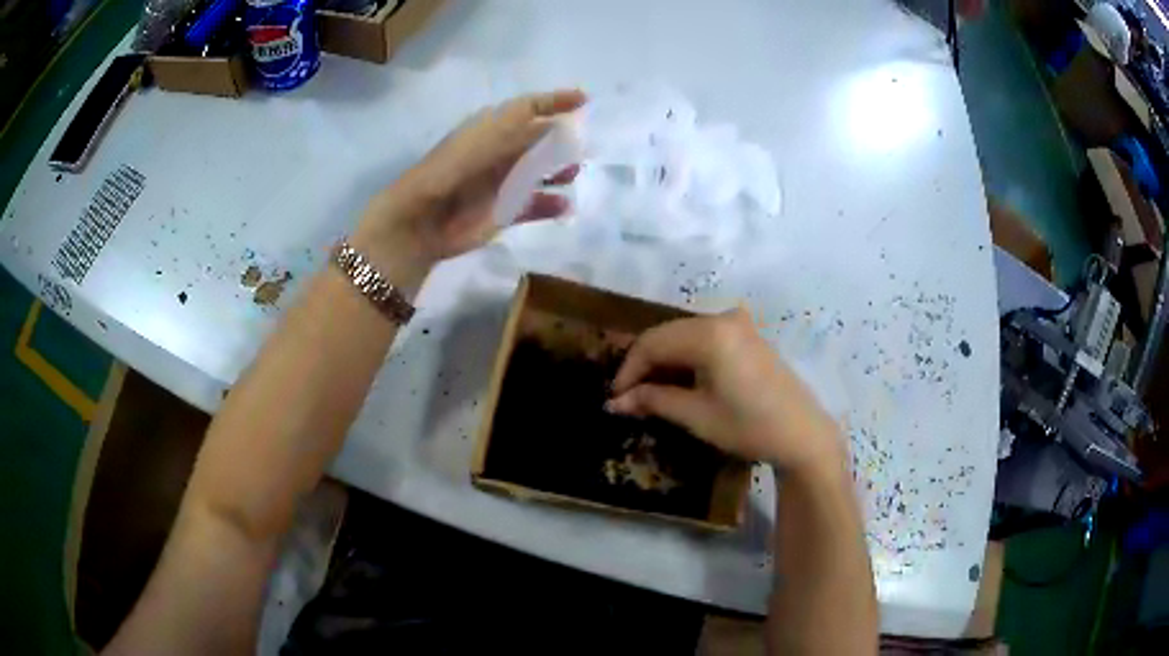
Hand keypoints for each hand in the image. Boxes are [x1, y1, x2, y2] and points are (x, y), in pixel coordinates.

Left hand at [352, 89, 586, 291]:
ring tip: (573, 173)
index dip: (555, 102)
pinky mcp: (505, 212)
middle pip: (539, 141)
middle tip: (583, 146)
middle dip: (563, 141)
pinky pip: (535, 205)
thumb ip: (526, 122)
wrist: (424, 218)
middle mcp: (501, 153)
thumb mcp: (490, 134)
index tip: (584, 100)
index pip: (529, 109)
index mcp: (493, 129)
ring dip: (559, 171)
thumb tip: (563, 117)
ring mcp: (504, 183)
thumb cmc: (455, 168)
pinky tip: (564, 205)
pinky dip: (551, 205)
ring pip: (540, 173)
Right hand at [607, 309, 844, 474]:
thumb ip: (653, 401)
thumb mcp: (696, 415)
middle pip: (666, 335)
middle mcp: (722, 318)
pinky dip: (686, 358)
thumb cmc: (748, 426)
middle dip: (644, 365)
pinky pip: (704, 339)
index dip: (628, 370)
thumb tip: (614, 402)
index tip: (614, 398)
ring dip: (664, 361)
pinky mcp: (748, 336)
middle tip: (627, 397)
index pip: (652, 344)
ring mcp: (738, 324)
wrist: (802, 434)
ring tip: (648, 392)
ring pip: (684, 336)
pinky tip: (679, 381)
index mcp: (709, 333)